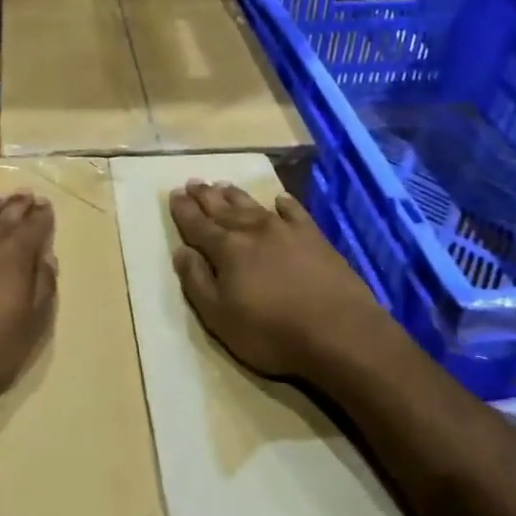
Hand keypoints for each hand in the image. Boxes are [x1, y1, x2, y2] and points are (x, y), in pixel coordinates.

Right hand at [170, 181, 391, 383]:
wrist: (341, 333)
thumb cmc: (271, 332)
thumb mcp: (219, 317)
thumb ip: (197, 281)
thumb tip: (181, 251)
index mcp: (227, 249)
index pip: (198, 224)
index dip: (183, 210)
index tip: (174, 194)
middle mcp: (253, 231)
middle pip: (223, 209)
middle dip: (205, 196)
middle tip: (193, 182)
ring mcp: (287, 231)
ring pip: (254, 206)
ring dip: (235, 196)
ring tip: (223, 185)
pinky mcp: (315, 239)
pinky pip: (295, 213)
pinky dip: (285, 204)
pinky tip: (280, 200)